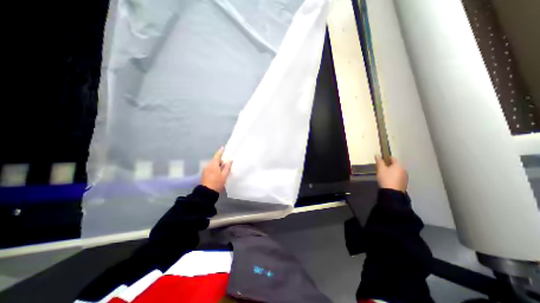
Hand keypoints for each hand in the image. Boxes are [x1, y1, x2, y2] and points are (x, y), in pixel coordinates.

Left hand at [200, 147, 229, 193]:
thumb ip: (227, 167)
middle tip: (226, 164)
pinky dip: (214, 168)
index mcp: (213, 165)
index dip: (220, 152)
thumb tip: (230, 160)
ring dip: (217, 165)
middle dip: (220, 161)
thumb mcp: (224, 175)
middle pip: (215, 160)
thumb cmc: (217, 183)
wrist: (207, 192)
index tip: (223, 147)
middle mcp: (208, 165)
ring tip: (223, 170)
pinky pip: (210, 168)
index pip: (217, 156)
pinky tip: (218, 173)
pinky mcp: (204, 174)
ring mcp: (205, 170)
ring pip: (213, 165)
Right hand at [376, 156, 406, 191]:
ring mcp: (405, 177)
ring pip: (397, 172)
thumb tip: (377, 155)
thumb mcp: (380, 169)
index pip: (393, 158)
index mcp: (398, 165)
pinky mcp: (404, 183)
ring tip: (384, 176)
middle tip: (381, 169)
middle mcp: (404, 170)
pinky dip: (394, 177)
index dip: (386, 158)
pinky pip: (398, 177)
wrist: (392, 193)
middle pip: (395, 165)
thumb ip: (379, 161)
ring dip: (392, 172)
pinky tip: (388, 180)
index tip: (381, 161)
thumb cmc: (386, 178)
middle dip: (389, 166)